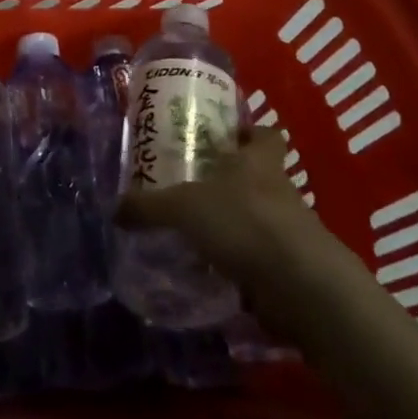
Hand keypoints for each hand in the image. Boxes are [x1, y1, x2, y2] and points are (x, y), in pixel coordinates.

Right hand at [118, 130, 357, 333]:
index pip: (265, 134)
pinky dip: (239, 262)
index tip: (224, 136)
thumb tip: (115, 210)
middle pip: (259, 176)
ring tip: (195, 231)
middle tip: (192, 185)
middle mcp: (279, 190)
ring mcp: (289, 231)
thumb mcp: (184, 208)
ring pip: (258, 217)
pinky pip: (260, 258)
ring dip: (234, 223)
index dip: (248, 132)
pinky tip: (211, 269)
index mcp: (259, 162)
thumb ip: (149, 207)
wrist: (302, 286)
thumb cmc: (245, 223)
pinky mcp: (290, 268)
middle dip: (230, 180)